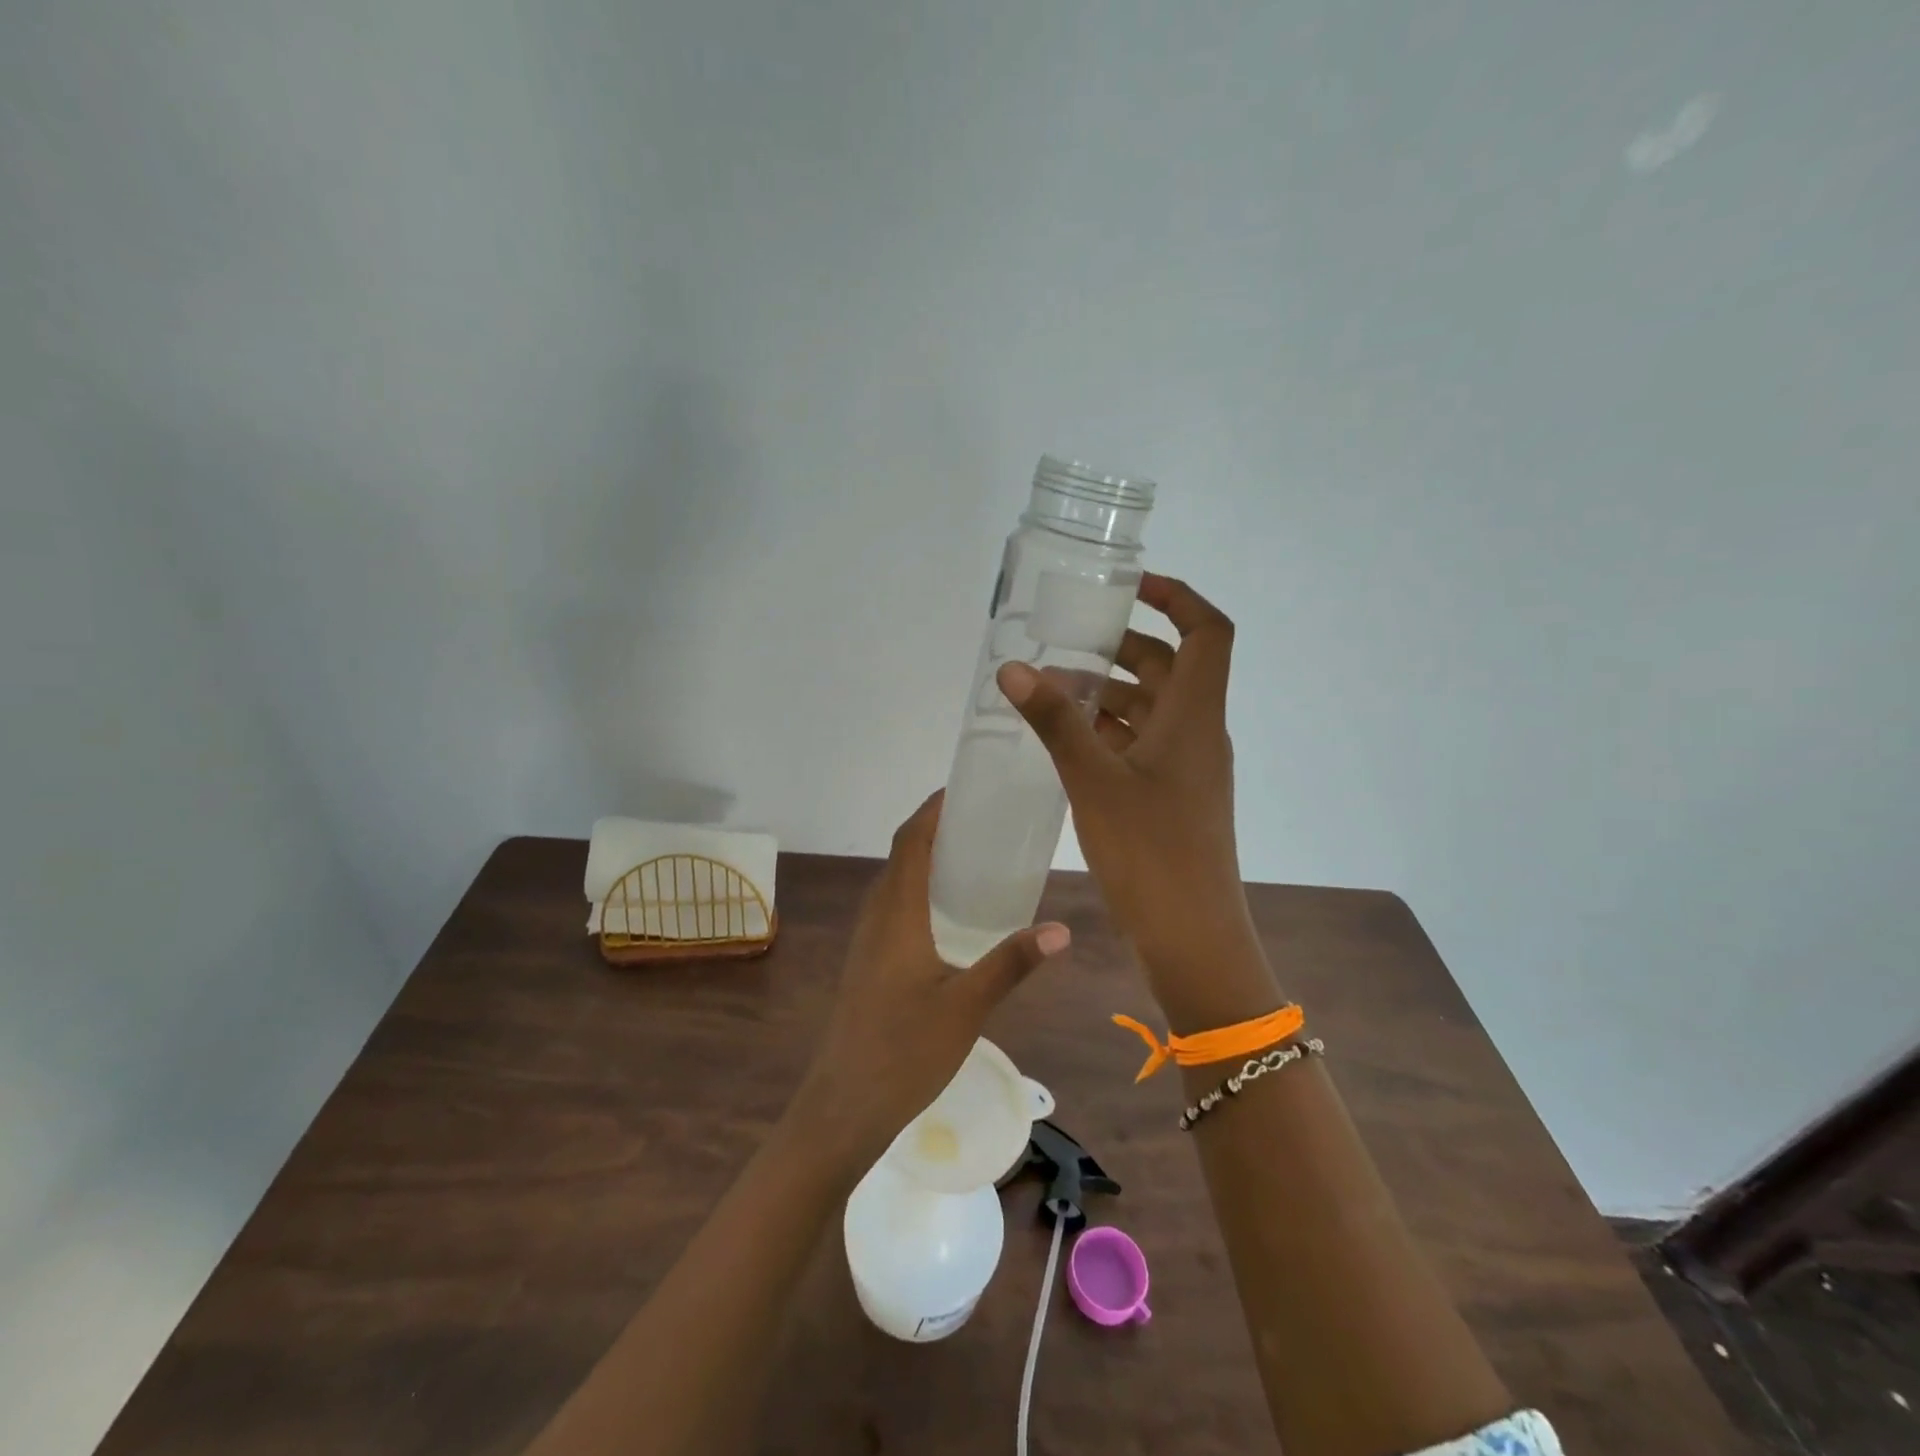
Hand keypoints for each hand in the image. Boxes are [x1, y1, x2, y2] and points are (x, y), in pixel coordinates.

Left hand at [792, 791, 1069, 1168]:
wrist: (844, 1105)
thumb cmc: (904, 1051)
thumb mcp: (967, 1006)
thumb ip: (1011, 963)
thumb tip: (1061, 930)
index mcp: (897, 913)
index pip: (910, 841)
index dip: (932, 809)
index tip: (964, 791)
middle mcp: (877, 916)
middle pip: (902, 855)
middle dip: (936, 829)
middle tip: (982, 822)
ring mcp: (867, 940)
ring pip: (895, 882)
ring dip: (926, 859)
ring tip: (973, 858)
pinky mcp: (868, 961)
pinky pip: (894, 906)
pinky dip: (920, 889)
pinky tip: (949, 915)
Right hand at [996, 572, 1278, 1031]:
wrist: (1192, 938)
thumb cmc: (1150, 852)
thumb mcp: (1093, 779)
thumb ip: (1054, 721)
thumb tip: (1013, 668)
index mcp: (1195, 716)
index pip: (1208, 631)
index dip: (1177, 596)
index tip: (1128, 586)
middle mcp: (1199, 733)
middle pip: (1171, 667)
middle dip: (1122, 647)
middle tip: (1066, 644)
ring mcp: (1188, 769)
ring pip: (1152, 709)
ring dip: (1109, 694)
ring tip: (1051, 693)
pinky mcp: (1172, 798)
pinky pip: (1143, 745)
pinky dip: (1109, 732)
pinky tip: (1066, 742)